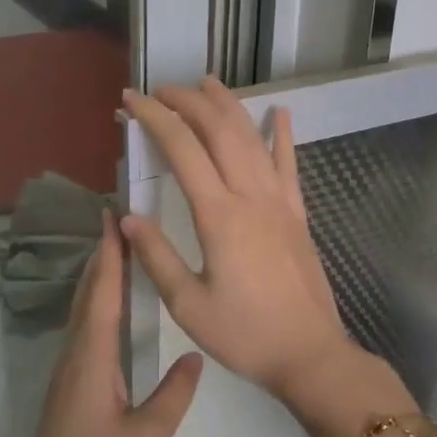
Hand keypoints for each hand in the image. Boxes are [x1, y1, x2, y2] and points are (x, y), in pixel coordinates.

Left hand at [0, 211, 202, 436]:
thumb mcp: (147, 436)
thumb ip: (173, 394)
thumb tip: (195, 357)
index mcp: (92, 358)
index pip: (102, 293)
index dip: (109, 254)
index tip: (113, 216)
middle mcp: (75, 354)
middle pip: (87, 293)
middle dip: (101, 256)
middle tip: (118, 222)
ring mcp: (68, 370)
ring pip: (82, 310)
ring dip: (97, 277)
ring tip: (118, 253)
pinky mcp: (69, 385)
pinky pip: (84, 328)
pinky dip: (96, 302)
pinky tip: (110, 307)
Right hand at [120, 78, 359, 403]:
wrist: (309, 354)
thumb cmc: (244, 334)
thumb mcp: (188, 305)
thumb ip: (156, 257)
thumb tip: (127, 216)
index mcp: (219, 216)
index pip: (182, 149)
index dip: (154, 117)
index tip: (130, 100)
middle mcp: (251, 196)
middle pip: (219, 130)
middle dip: (188, 101)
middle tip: (160, 90)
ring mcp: (279, 202)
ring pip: (253, 138)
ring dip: (229, 105)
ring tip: (206, 83)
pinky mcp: (297, 214)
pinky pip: (290, 164)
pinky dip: (283, 134)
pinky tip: (280, 112)